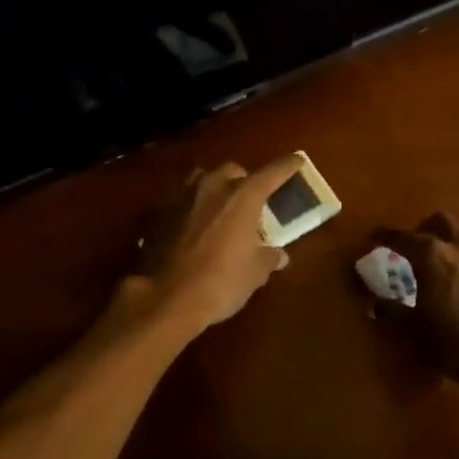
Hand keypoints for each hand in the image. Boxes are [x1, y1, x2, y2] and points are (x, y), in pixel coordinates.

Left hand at [134, 156, 304, 332]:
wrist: (167, 298)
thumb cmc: (222, 282)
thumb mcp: (255, 273)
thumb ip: (268, 257)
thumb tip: (279, 255)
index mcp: (242, 197)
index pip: (271, 173)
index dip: (287, 167)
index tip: (297, 161)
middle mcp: (212, 187)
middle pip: (233, 170)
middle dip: (245, 180)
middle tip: (252, 200)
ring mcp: (182, 198)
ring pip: (203, 179)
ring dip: (216, 188)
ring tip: (222, 208)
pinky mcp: (161, 214)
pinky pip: (183, 200)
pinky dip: (194, 207)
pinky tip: (197, 227)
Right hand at [371, 212, 458, 380]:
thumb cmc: (454, 344)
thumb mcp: (413, 331)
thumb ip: (391, 311)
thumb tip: (376, 303)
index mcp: (432, 256)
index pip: (402, 236)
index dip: (384, 235)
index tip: (374, 238)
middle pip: (440, 221)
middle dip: (423, 230)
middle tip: (413, 250)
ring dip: (449, 247)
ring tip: (441, 272)